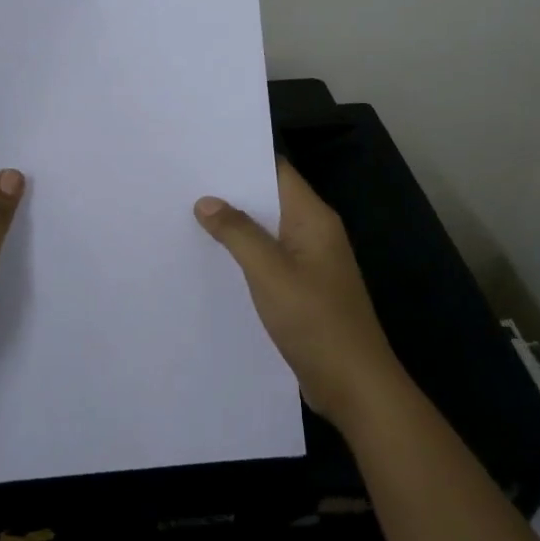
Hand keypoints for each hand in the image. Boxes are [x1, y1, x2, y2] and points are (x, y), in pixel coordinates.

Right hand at [194, 157, 404, 428]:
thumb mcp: (270, 273)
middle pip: (270, 200)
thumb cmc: (315, 321)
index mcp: (314, 219)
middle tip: (184, 184)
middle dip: (231, 193)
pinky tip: (213, 260)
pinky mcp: (303, 290)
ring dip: (235, 226)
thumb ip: (238, 233)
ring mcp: (310, 263)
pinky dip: (244, 255)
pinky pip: (269, 260)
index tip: (202, 154)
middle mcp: (314, 233)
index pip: (277, 172)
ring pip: (267, 232)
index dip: (242, 160)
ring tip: (188, 216)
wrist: (355, 386)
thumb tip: (207, 201)